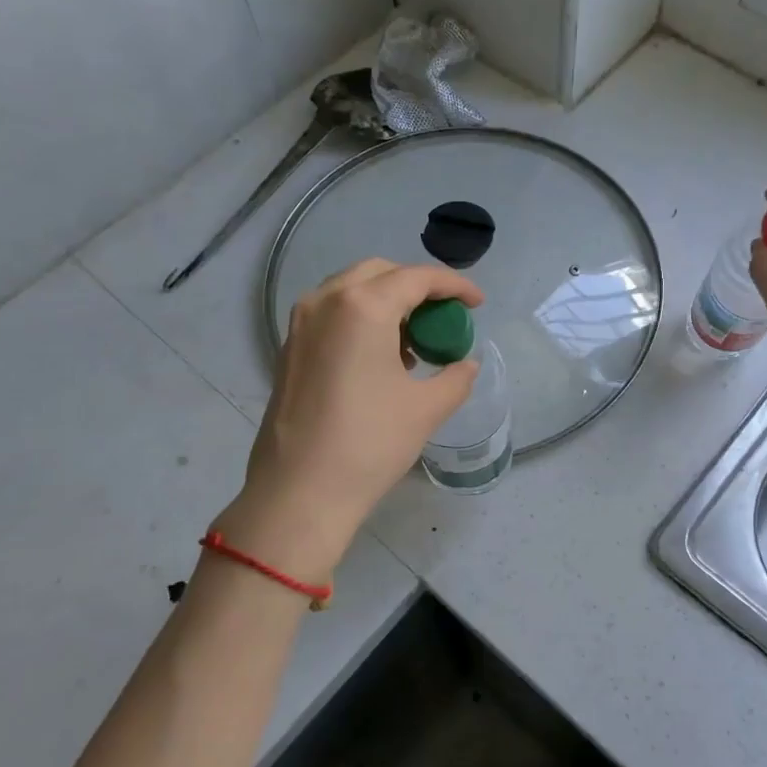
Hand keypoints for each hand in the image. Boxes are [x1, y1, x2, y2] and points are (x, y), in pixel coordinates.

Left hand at [219, 259, 484, 577]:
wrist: (299, 493)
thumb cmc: (369, 444)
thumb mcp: (426, 409)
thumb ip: (456, 377)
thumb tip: (466, 365)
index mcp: (362, 306)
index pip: (416, 278)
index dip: (453, 285)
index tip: (477, 303)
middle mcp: (326, 301)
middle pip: (380, 273)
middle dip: (417, 287)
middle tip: (443, 317)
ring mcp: (301, 323)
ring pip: (352, 290)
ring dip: (387, 302)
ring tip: (415, 341)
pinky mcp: (289, 348)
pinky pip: (333, 314)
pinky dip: (362, 319)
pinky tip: (381, 357)